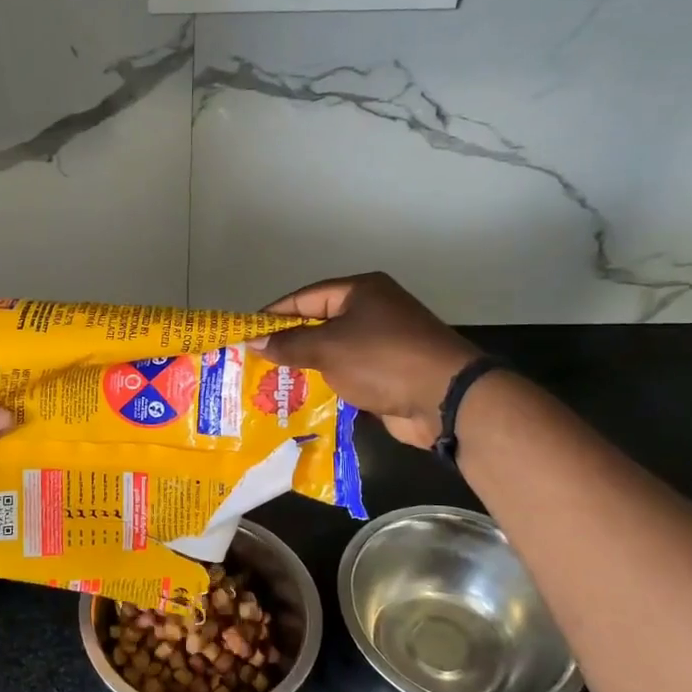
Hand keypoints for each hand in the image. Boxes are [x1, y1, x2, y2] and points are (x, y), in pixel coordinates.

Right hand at [254, 273, 480, 447]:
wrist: (445, 398)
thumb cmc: (383, 360)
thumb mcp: (328, 348)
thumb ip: (289, 344)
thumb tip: (254, 342)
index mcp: (361, 292)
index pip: (305, 297)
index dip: (274, 315)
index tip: (246, 333)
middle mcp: (373, 312)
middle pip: (319, 324)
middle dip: (288, 343)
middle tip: (255, 361)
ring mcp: (383, 344)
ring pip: (333, 352)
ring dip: (306, 367)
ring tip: (270, 384)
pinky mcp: (389, 374)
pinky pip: (349, 375)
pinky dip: (328, 385)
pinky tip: (302, 400)